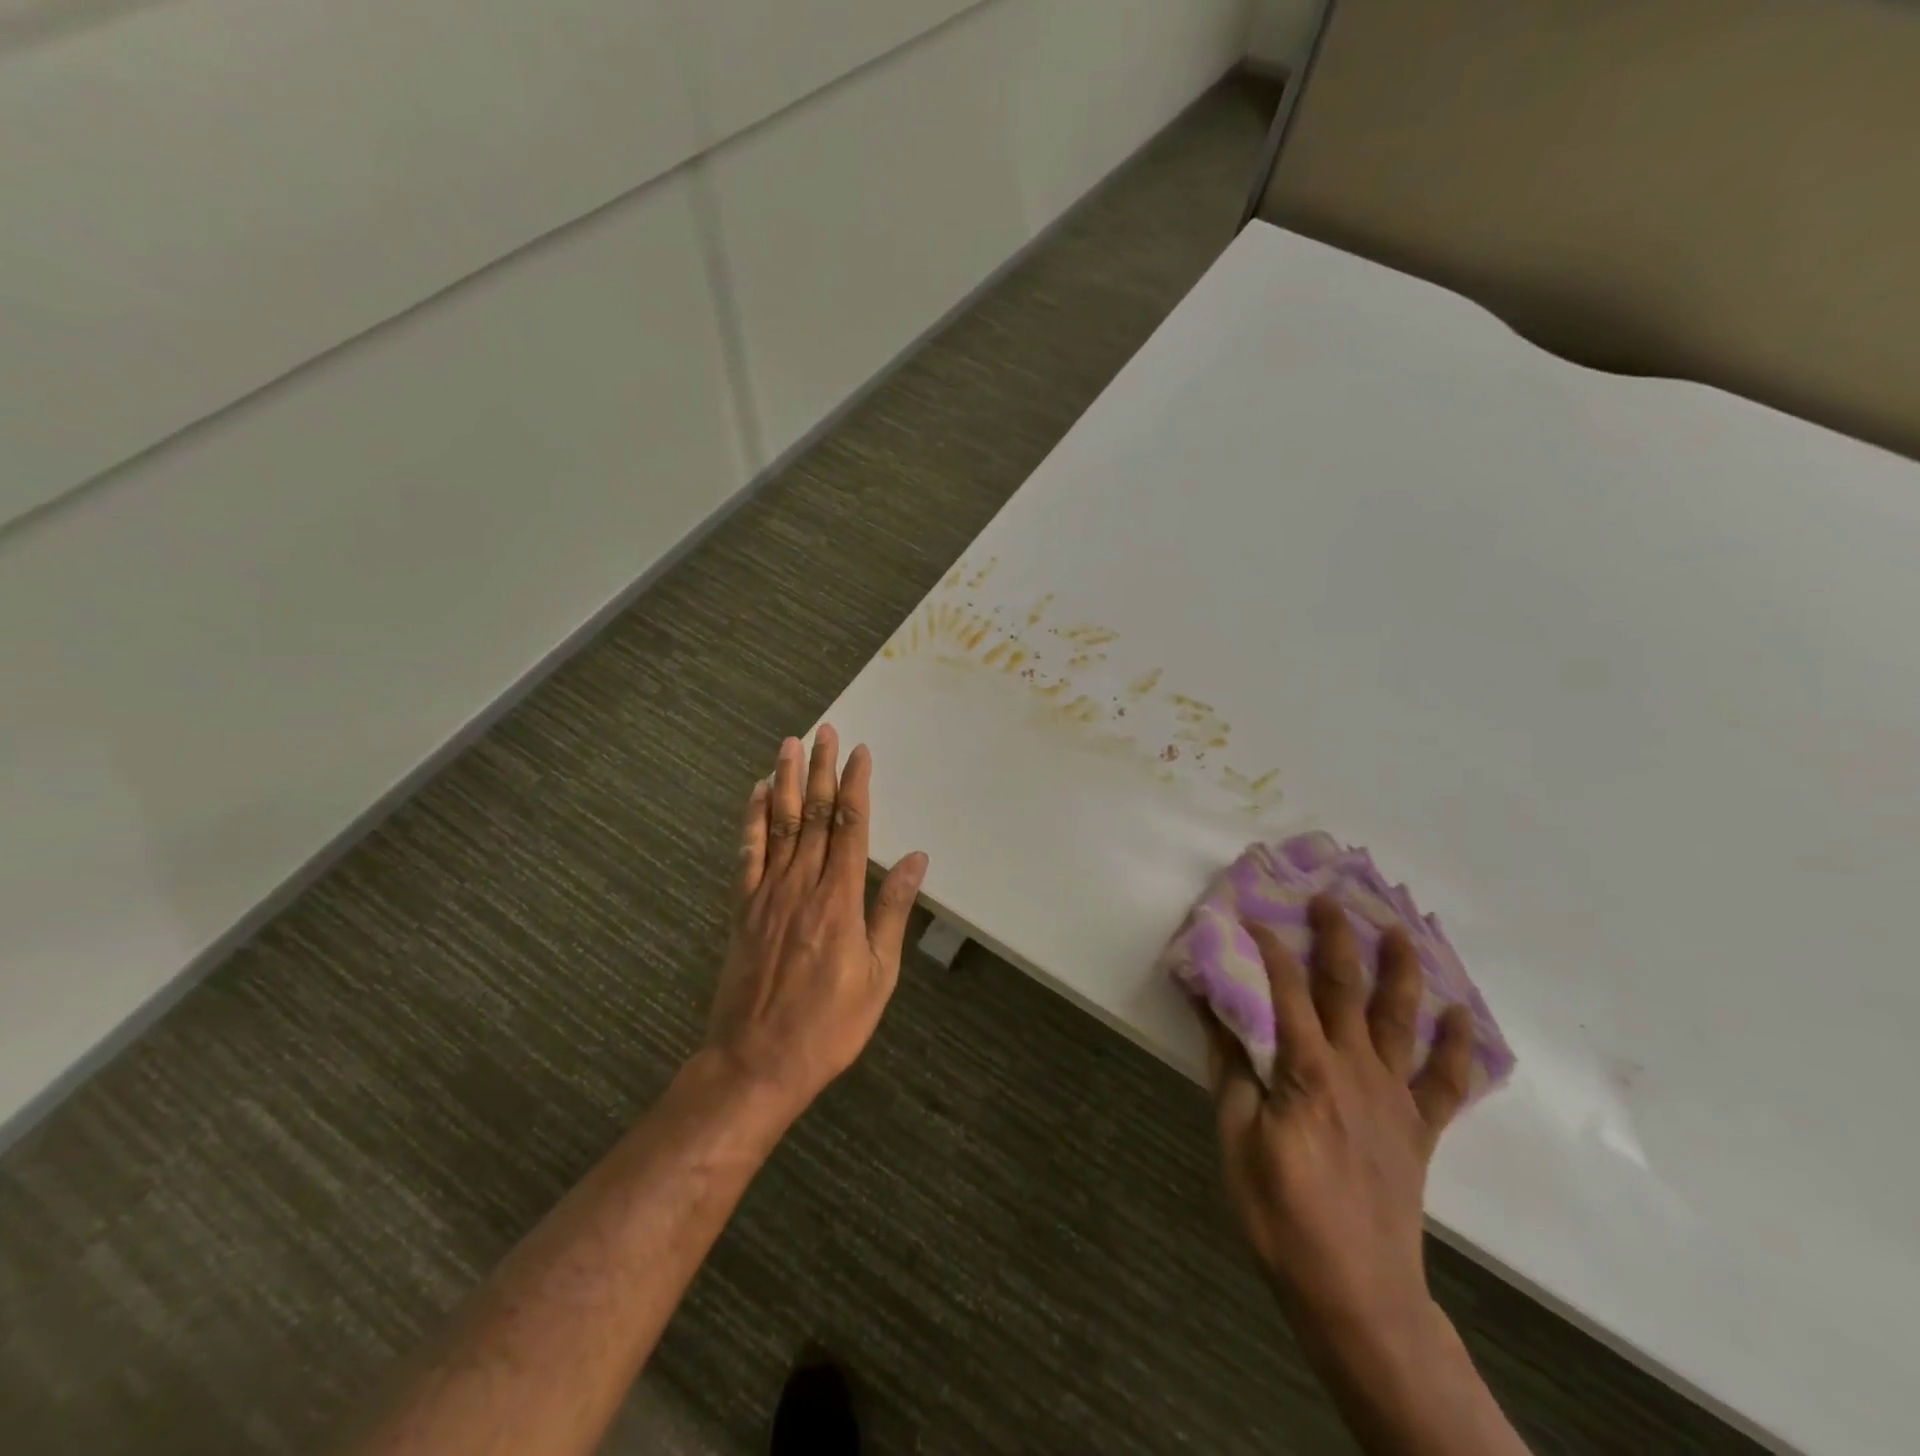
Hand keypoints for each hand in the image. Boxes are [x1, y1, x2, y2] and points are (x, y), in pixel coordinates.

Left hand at [703, 726, 927, 1116]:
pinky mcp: (741, 908)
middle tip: (825, 731)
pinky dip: (751, 819)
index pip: (850, 826)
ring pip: (779, 824)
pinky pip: (746, 853)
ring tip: (790, 744)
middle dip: (821, 769)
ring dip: (785, 780)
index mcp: (839, 900)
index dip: (855, 786)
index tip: (860, 753)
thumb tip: (915, 859)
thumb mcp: (879, 975)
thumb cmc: (829, 1025)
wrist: (756, 1062)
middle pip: (813, 814)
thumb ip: (892, 910)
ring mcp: (766, 894)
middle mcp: (801, 885)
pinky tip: (756, 793)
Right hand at [1199, 897, 1474, 1339]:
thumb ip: (1229, 1067)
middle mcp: (1356, 1070)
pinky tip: (1459, 1015)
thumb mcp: (1236, 1138)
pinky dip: (1456, 1047)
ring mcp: (1394, 1098)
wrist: (1355, 1292)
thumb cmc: (1281, 1213)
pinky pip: (1445, 1082)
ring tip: (1402, 931)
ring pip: (1401, 1021)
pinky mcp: (1419, 1130)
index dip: (1269, 948)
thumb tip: (1207, 1006)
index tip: (1251, 915)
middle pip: (1348, 989)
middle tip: (1331, 897)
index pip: (1286, 990)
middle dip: (1338, 938)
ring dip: (1402, 972)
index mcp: (1308, 1070)